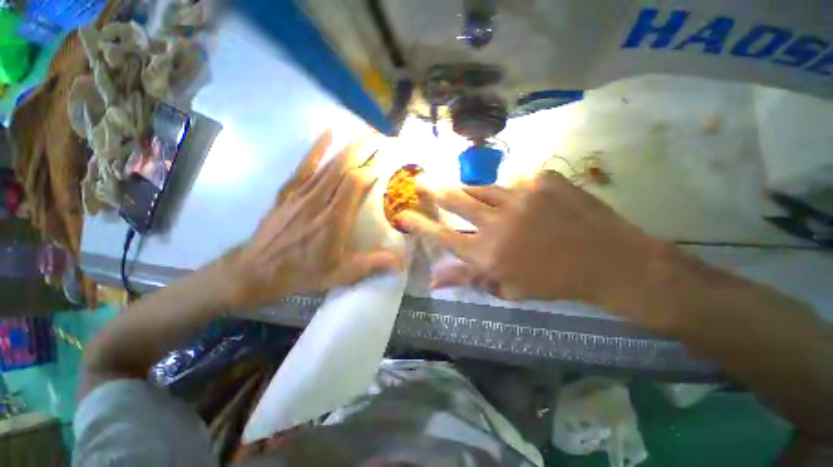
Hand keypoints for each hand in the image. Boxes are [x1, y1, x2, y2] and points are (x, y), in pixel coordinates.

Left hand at [224, 130, 399, 308]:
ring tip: (363, 130)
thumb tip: (401, 263)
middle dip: (363, 149)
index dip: (370, 170)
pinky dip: (317, 148)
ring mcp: (301, 194)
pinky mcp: (288, 191)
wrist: (257, 270)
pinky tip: (328, 132)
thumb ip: (371, 266)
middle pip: (343, 168)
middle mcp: (319, 201)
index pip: (354, 184)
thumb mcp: (340, 275)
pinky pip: (304, 165)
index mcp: (334, 220)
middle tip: (379, 135)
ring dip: (347, 146)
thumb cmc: (303, 272)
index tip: (384, 162)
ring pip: (328, 163)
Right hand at [397, 171, 667, 318]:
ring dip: (472, 190)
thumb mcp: (508, 288)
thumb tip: (434, 280)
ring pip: (481, 186)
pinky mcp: (542, 179)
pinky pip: (515, 181)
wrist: (610, 261)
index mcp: (488, 253)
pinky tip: (525, 202)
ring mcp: (520, 195)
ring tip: (471, 193)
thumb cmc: (555, 281)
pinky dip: (512, 191)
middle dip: (436, 191)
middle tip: (424, 183)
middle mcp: (497, 222)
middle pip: (455, 200)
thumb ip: (468, 279)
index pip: (442, 235)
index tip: (403, 215)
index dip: (419, 225)